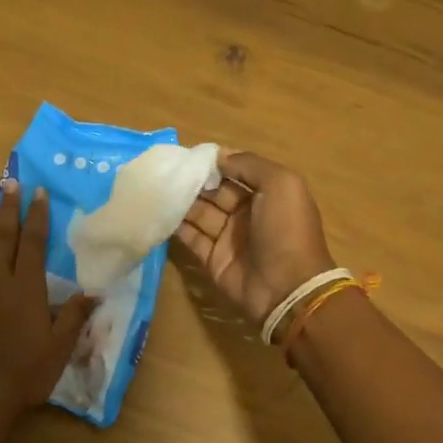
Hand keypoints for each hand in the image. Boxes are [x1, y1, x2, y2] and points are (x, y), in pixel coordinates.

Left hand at [0, 183, 95, 409]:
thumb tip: (94, 291)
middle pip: (2, 238)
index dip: (37, 216)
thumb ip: (74, 316)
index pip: (34, 243)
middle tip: (8, 184)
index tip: (39, 192)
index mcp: (26, 287)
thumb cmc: (26, 371)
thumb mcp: (60, 346)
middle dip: (7, 210)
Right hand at [173, 150, 335, 328]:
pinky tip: (157, 211)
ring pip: (199, 213)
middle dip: (193, 181)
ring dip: (180, 201)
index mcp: (267, 194)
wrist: (286, 288)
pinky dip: (175, 226)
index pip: (235, 172)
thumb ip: (249, 165)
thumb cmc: (286, 230)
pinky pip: (190, 238)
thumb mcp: (281, 184)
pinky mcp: (212, 259)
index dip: (214, 163)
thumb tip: (218, 155)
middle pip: (214, 192)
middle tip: (166, 170)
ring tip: (156, 187)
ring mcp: (228, 238)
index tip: (188, 154)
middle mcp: (246, 214)